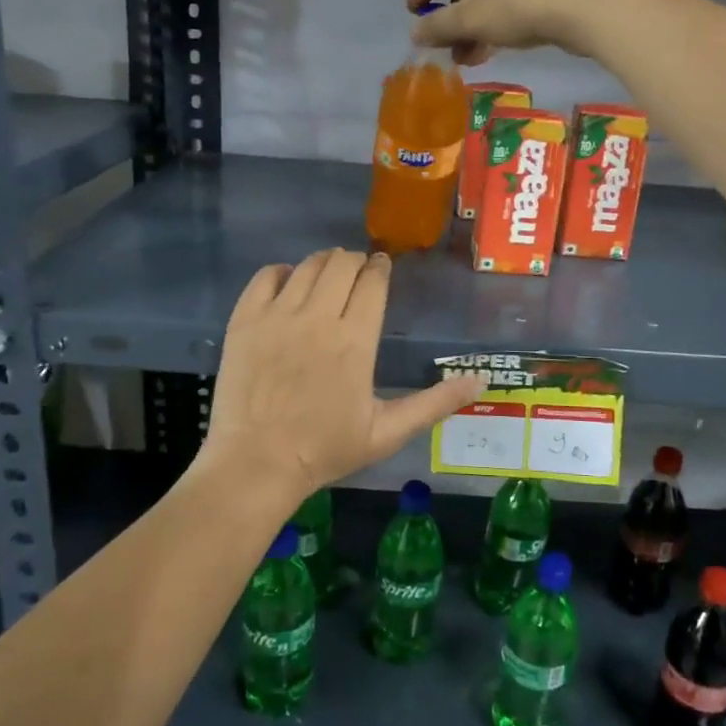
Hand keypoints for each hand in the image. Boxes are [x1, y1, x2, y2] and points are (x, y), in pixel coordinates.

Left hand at [198, 249, 484, 505]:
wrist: (257, 464)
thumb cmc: (326, 450)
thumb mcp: (388, 432)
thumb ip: (436, 403)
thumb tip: (480, 380)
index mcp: (355, 340)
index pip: (373, 281)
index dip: (381, 267)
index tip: (383, 267)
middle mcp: (317, 318)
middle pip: (341, 264)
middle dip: (355, 261)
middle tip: (358, 274)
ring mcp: (277, 316)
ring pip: (307, 266)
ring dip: (324, 262)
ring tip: (329, 274)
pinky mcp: (244, 322)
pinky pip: (265, 277)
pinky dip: (282, 272)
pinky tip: (289, 283)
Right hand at [406, 0, 633, 65]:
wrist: (597, 7)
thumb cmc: (524, 0)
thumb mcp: (473, 17)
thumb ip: (439, 24)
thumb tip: (416, 35)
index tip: (416, 14)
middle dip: (455, 8)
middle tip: (448, 39)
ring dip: (479, 16)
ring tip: (471, 55)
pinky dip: (504, 7)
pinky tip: (498, 44)